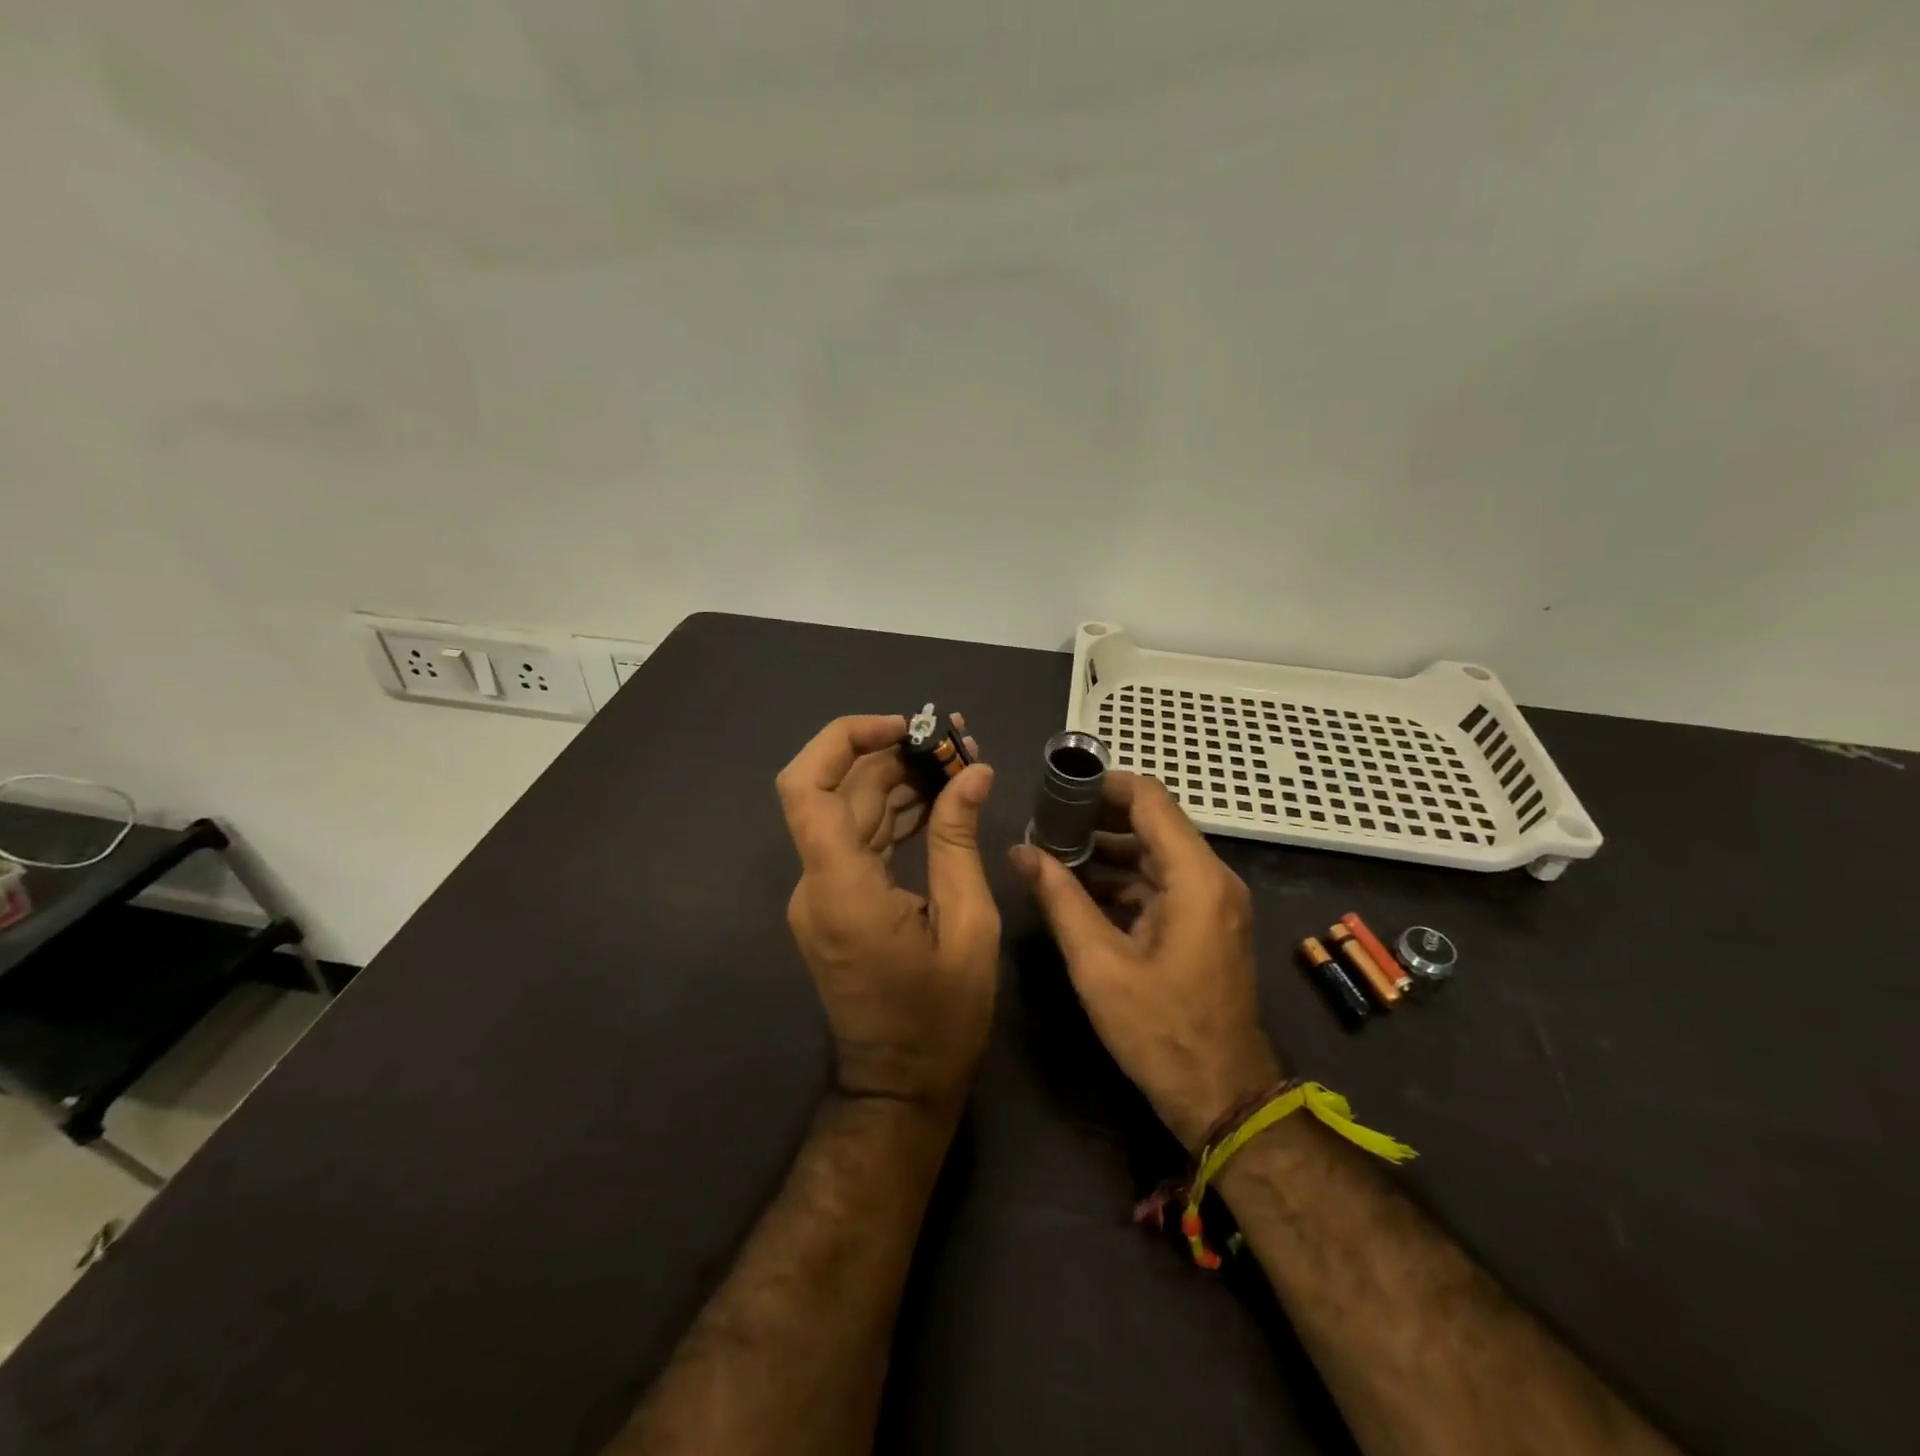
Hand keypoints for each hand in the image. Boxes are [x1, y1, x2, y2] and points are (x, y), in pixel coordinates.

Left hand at [778, 714, 1000, 1112]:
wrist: (900, 1087)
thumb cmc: (941, 1019)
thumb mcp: (967, 926)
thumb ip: (959, 842)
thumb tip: (973, 773)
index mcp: (841, 888)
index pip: (807, 787)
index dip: (844, 740)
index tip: (904, 727)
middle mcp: (817, 883)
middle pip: (836, 791)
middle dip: (891, 755)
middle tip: (954, 744)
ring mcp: (822, 894)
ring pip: (848, 812)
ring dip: (895, 781)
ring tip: (956, 764)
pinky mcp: (835, 904)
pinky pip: (858, 841)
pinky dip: (893, 814)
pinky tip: (937, 803)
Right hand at [1010, 772, 1282, 1151]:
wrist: (1223, 1097)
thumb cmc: (1160, 1031)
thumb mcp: (1098, 964)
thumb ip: (1059, 899)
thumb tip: (1020, 852)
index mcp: (1195, 878)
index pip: (1150, 798)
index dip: (1103, 785)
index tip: (1057, 790)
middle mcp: (1212, 878)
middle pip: (1154, 821)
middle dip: (1098, 817)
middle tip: (1046, 822)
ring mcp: (1213, 902)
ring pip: (1156, 852)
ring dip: (1109, 850)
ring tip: (1055, 854)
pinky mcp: (1206, 923)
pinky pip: (1163, 883)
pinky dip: (1125, 880)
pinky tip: (1082, 892)